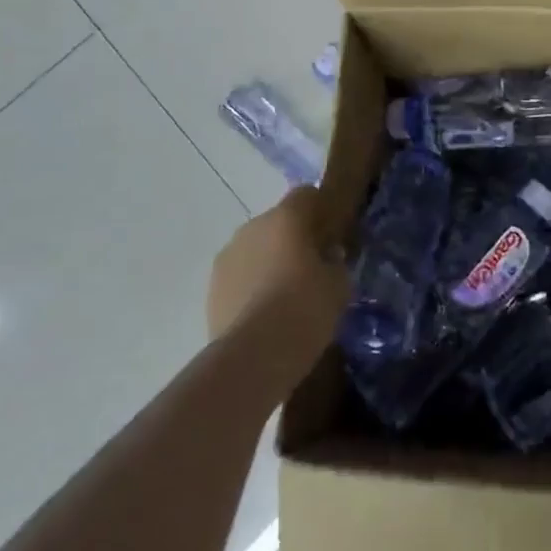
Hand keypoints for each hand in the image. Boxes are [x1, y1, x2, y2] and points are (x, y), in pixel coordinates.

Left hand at [207, 187, 346, 349]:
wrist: (253, 356)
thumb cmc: (304, 309)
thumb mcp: (339, 285)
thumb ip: (335, 262)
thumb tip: (328, 255)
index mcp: (286, 217)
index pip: (306, 194)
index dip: (321, 210)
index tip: (332, 234)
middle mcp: (252, 227)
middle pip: (278, 222)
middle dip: (293, 239)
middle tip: (311, 268)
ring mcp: (227, 257)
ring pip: (255, 249)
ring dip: (269, 262)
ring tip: (285, 296)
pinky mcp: (211, 288)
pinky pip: (239, 276)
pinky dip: (251, 286)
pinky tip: (264, 314)